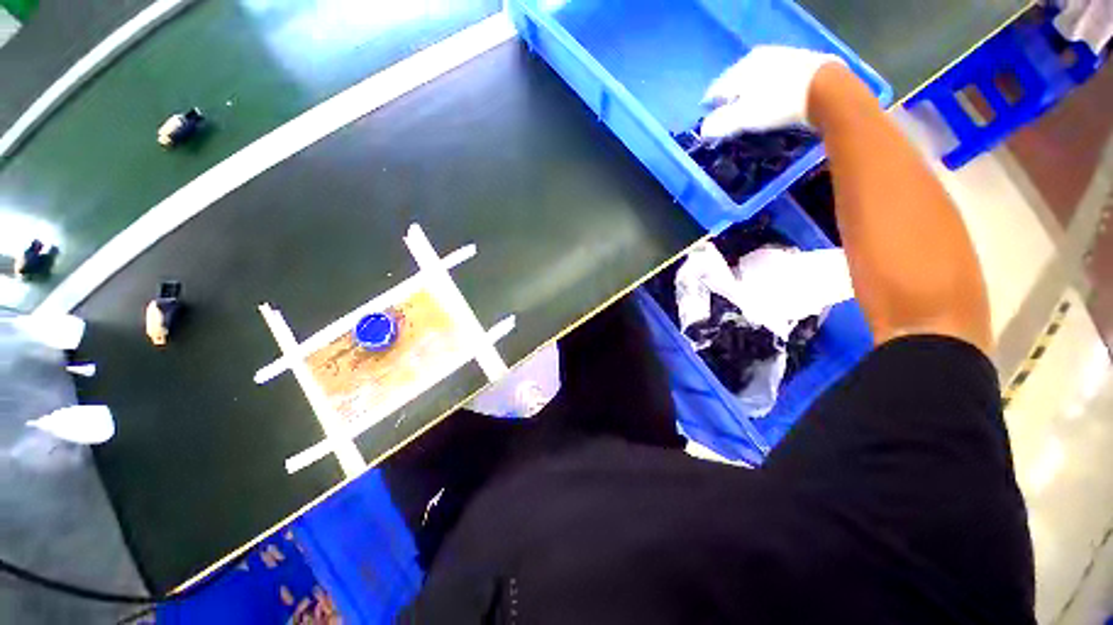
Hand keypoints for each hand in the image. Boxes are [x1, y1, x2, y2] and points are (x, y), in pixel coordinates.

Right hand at [700, 46, 844, 139]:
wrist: (828, 90)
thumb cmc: (778, 103)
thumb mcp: (744, 117)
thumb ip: (720, 124)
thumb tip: (703, 131)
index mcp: (741, 68)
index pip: (716, 88)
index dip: (711, 106)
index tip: (710, 120)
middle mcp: (758, 56)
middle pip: (736, 81)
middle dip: (730, 98)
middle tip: (728, 115)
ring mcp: (781, 56)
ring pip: (756, 78)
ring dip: (750, 93)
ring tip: (749, 109)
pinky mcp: (800, 62)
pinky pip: (774, 77)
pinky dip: (768, 89)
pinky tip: (772, 99)